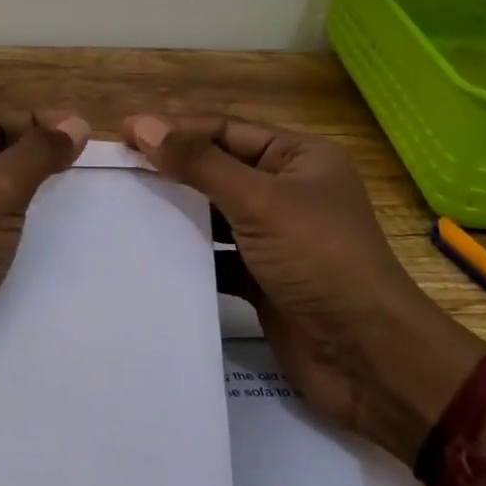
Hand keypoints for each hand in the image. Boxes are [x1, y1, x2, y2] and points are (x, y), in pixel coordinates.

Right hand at [123, 114, 483, 461]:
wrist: (370, 360)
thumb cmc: (319, 261)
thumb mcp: (259, 202)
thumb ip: (199, 163)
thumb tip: (140, 125)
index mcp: (298, 158)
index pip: (224, 130)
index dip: (174, 129)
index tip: (121, 134)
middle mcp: (287, 190)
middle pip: (216, 168)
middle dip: (170, 169)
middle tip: (115, 170)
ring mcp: (275, 237)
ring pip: (213, 213)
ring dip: (175, 212)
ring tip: (122, 207)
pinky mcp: (263, 278)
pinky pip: (216, 255)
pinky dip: (188, 254)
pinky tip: (148, 253)